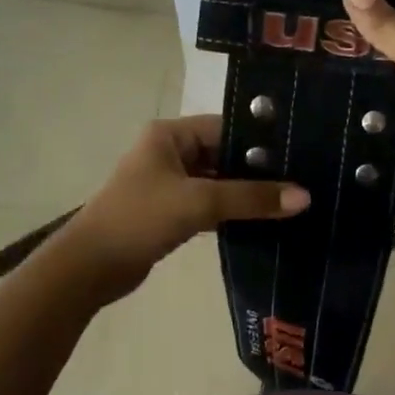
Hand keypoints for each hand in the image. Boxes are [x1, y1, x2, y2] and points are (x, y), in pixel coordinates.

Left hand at [51, 116, 310, 299]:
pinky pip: (208, 205)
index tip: (300, 152)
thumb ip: (251, 198)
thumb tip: (305, 196)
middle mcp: (169, 152)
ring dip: (246, 194)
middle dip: (257, 170)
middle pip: (223, 154)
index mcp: (169, 135)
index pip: (225, 126)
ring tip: (291, 201)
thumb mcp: (198, 203)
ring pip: (217, 182)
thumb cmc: (139, 218)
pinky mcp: (169, 212)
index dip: (260, 140)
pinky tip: (263, 221)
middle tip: (303, 180)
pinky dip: (231, 212)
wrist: (89, 267)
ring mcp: (168, 184)